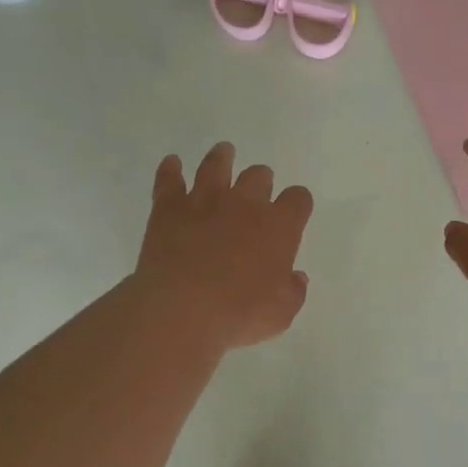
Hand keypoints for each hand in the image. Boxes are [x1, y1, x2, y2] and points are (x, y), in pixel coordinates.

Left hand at [135, 142, 313, 352]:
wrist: (182, 308)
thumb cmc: (240, 314)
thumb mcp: (281, 313)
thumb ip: (293, 291)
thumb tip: (296, 277)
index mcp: (279, 226)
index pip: (298, 199)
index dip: (298, 203)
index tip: (294, 210)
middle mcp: (245, 204)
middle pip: (258, 176)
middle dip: (261, 180)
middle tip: (257, 188)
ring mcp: (205, 200)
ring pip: (216, 166)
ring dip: (222, 158)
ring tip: (224, 152)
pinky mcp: (169, 207)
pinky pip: (170, 179)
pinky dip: (171, 170)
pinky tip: (172, 163)